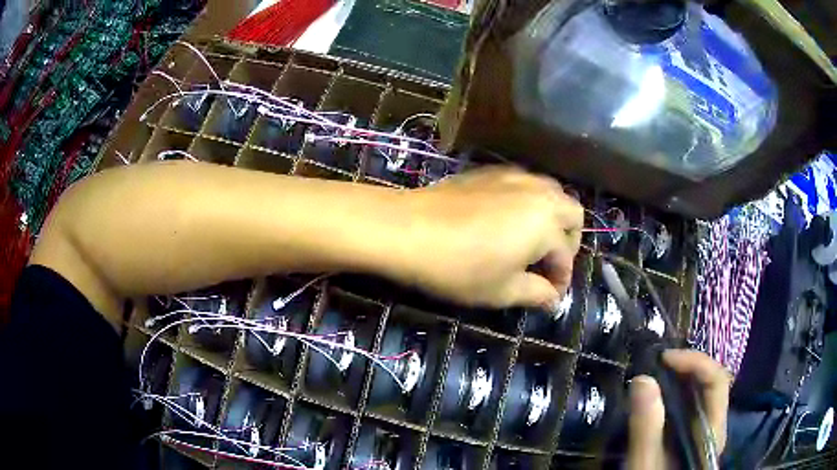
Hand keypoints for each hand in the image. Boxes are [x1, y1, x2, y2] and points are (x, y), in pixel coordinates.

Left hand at [400, 166, 582, 308]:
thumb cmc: (459, 267)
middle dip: (568, 241)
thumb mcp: (502, 290)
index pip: (567, 256)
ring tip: (532, 242)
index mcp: (547, 223)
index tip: (549, 295)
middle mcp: (539, 193)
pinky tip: (507, 221)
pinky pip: (525, 184)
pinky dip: (530, 203)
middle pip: (572, 213)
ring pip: (551, 193)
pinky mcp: (491, 172)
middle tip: (547, 264)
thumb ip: (536, 294)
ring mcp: (515, 177)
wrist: (407, 229)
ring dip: (552, 218)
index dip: (561, 280)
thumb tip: (554, 299)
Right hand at [627, 350, 730, 468]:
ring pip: (701, 392)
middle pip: (712, 381)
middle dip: (687, 366)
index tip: (664, 359)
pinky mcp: (692, 436)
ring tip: (655, 373)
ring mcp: (704, 430)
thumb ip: (646, 429)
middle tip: (655, 363)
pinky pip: (690, 405)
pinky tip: (658, 396)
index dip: (695, 361)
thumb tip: (642, 379)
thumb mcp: (645, 465)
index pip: (717, 381)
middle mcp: (713, 425)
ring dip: (681, 377)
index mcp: (711, 431)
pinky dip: (675, 392)